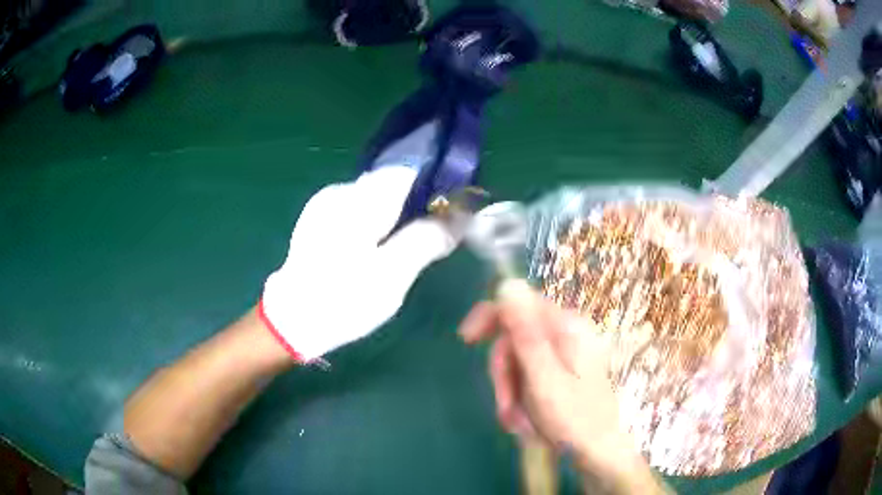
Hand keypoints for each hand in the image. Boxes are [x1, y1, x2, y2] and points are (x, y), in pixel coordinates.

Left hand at [260, 166, 457, 361]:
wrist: (291, 321)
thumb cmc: (343, 299)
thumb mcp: (393, 275)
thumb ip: (427, 239)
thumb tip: (461, 214)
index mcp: (360, 199)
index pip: (410, 170)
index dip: (437, 184)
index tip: (454, 210)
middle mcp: (342, 191)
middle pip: (393, 183)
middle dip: (418, 204)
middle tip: (433, 238)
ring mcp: (326, 203)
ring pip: (377, 198)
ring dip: (398, 216)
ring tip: (405, 249)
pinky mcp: (319, 219)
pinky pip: (360, 210)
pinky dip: (377, 223)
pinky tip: (377, 250)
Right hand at [459, 280, 660, 491]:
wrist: (597, 452)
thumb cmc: (574, 419)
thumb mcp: (544, 378)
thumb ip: (526, 333)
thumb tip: (508, 285)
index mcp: (568, 327)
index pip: (520, 303)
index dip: (490, 317)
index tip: (466, 340)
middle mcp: (568, 333)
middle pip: (516, 337)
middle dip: (505, 373)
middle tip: (506, 405)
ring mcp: (566, 353)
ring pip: (518, 361)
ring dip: (511, 392)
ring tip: (518, 421)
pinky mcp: (562, 370)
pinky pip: (528, 375)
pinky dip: (520, 397)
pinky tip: (525, 419)